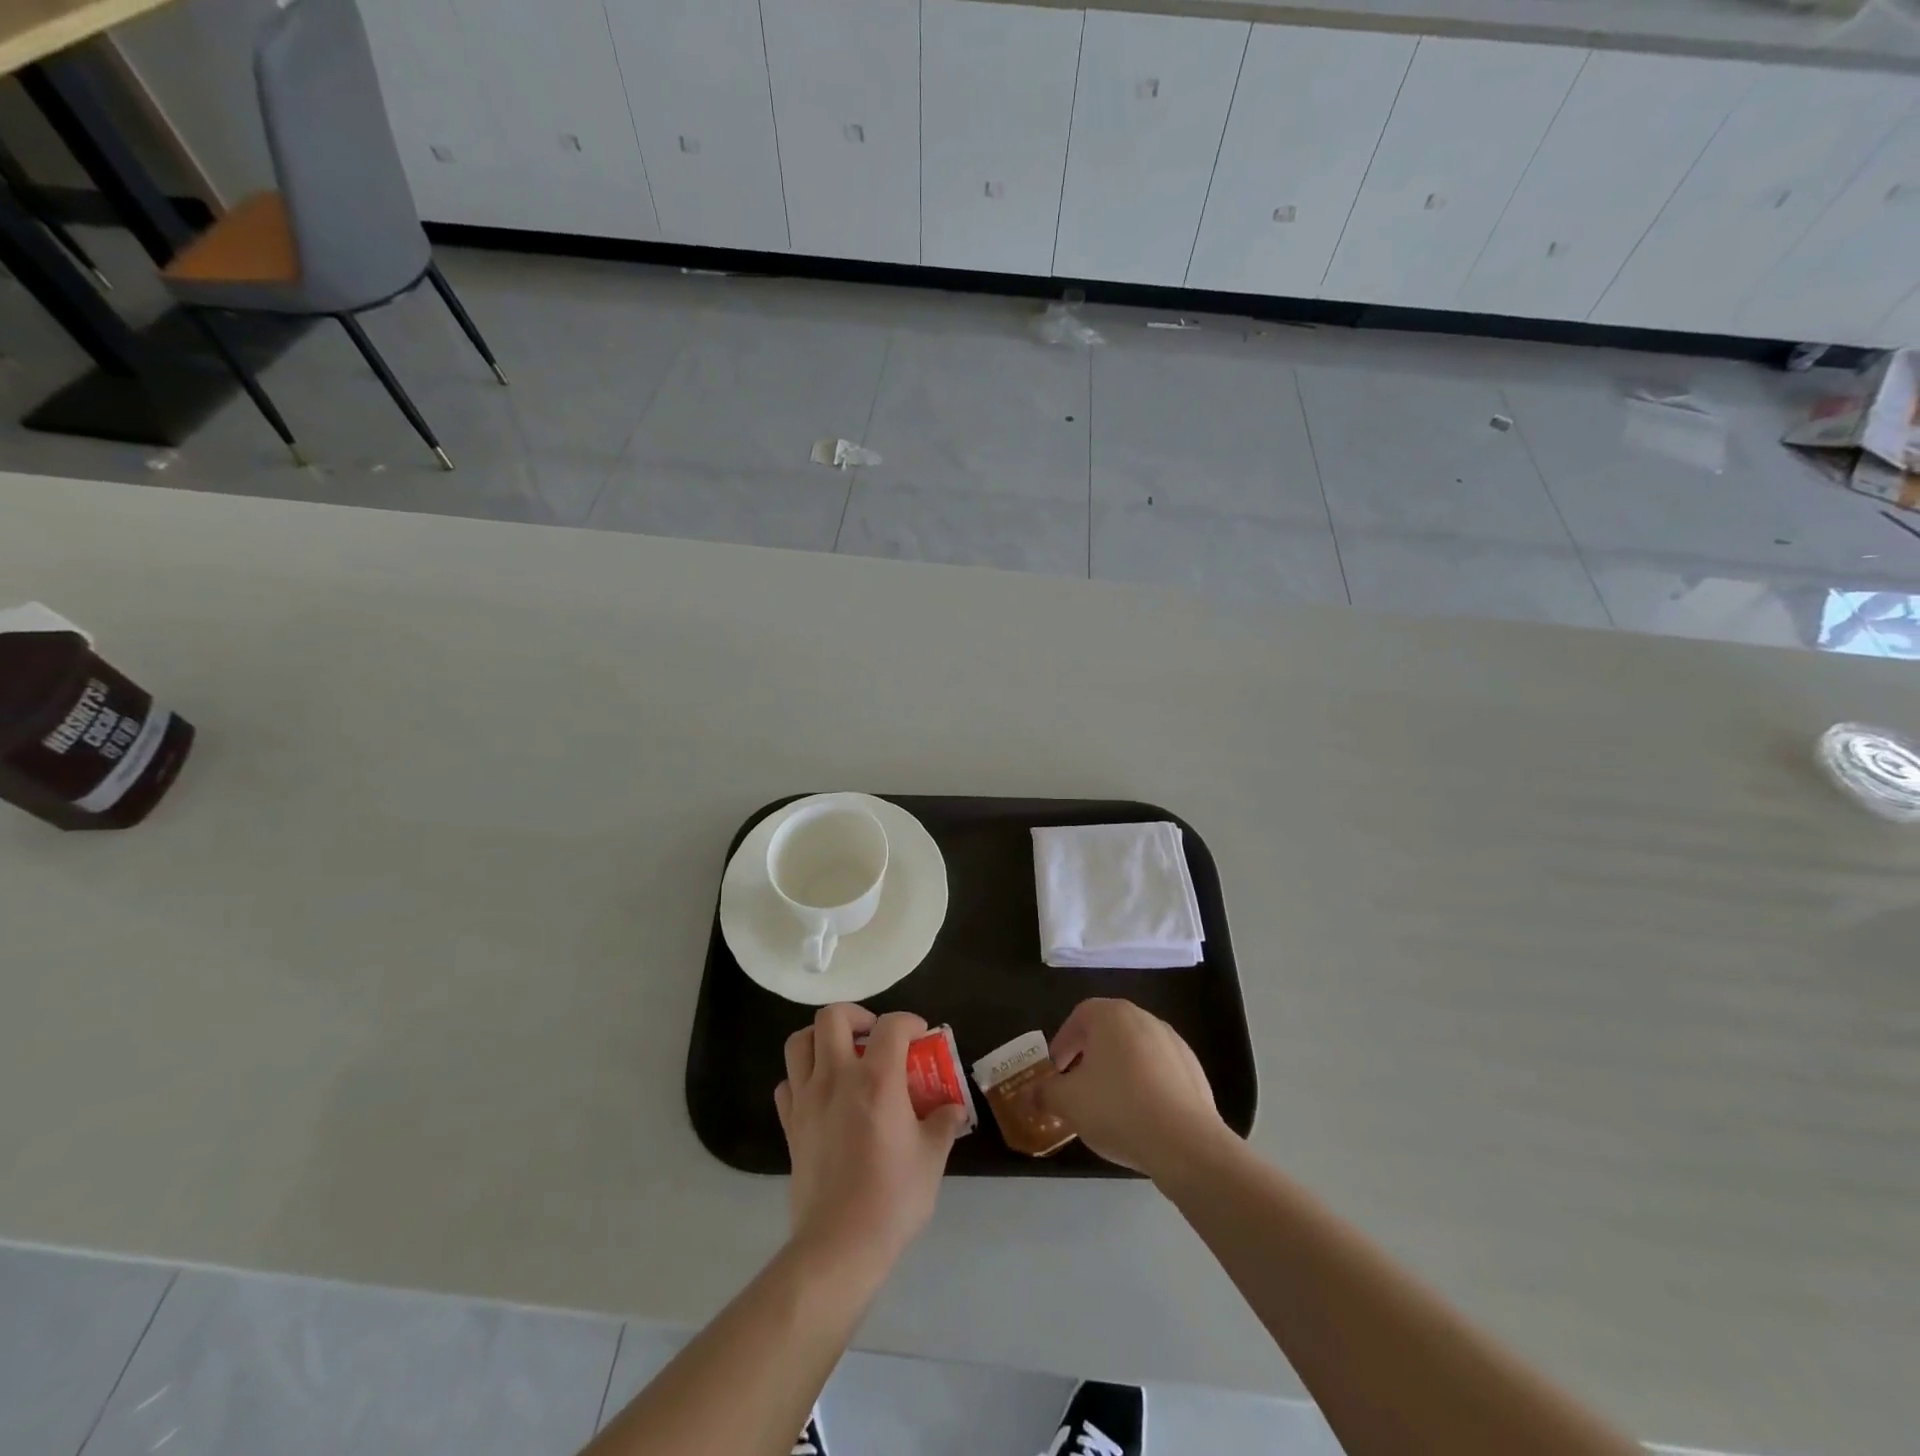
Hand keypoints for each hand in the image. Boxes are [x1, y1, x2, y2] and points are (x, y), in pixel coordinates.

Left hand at [775, 1004, 968, 1281]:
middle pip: (833, 1017)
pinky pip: (787, 1083)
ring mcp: (807, 1099)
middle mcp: (837, 1077)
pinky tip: (821, 1094)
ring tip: (843, 1055)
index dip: (909, 1022)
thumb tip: (953, 1109)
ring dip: (821, 1038)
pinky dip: (802, 1078)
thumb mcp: (931, 1158)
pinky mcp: (789, 1125)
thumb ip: (942, 1123)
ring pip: (799, 1042)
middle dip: (857, 1015)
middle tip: (874, 1035)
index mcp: (877, 1079)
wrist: (839, 1245)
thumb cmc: (892, 1198)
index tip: (920, 1035)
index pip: (892, 1025)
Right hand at [1036, 998, 1232, 1180]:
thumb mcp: (1068, 1103)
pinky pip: (1159, 1071)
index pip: (1079, 1017)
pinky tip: (1140, 1116)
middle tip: (1077, 1086)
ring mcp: (1173, 1042)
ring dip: (1118, 1071)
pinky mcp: (1194, 1069)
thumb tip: (1032, 1093)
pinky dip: (1145, 1085)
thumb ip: (1045, 1093)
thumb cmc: (1117, 1108)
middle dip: (1089, 1056)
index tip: (1057, 1071)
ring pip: (1135, 1051)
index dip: (1063, 1042)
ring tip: (1109, 1105)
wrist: (1185, 1142)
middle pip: (1108, 1031)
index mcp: (1111, 1015)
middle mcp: (1144, 1018)